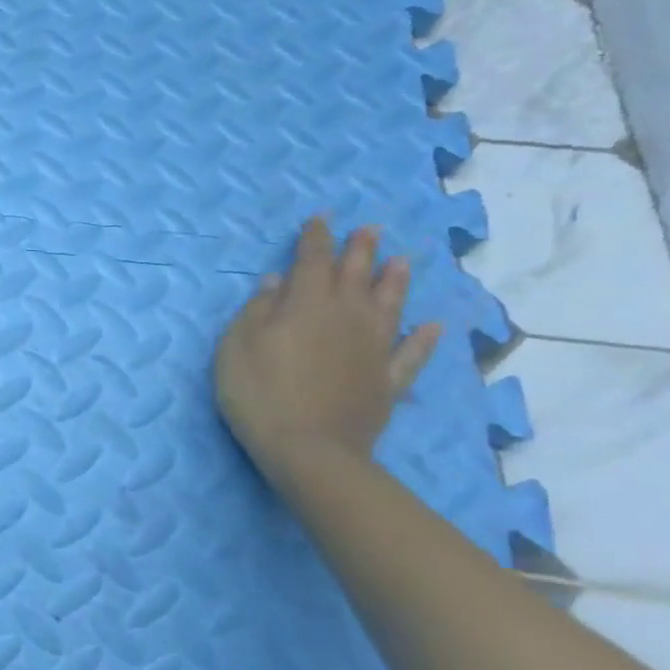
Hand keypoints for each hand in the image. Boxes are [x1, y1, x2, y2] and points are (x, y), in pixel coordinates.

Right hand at [214, 216, 442, 479]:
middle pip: (355, 276)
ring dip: (394, 281)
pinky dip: (424, 339)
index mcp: (305, 305)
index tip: (320, 219)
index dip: (315, 239)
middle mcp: (346, 318)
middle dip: (359, 250)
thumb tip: (276, 282)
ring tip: (401, 261)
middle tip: (368, 229)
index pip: (312, 261)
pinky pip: (411, 354)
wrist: (308, 449)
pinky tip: (432, 326)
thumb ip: (257, 310)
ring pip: (389, 306)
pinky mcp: (387, 381)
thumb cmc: (258, 392)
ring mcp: (373, 349)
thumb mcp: (236, 346)